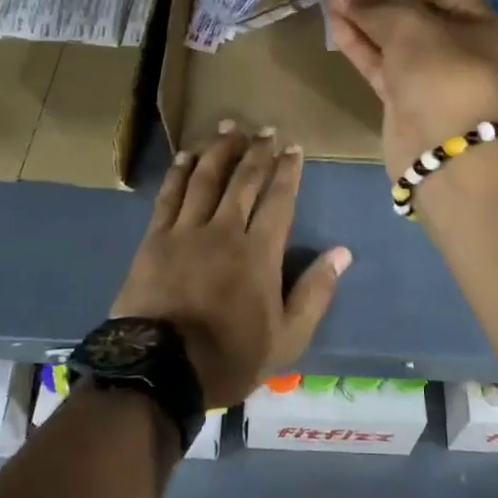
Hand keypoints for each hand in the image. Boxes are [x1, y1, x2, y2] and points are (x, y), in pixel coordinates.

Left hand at [109, 124, 349, 406]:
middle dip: (257, 152)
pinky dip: (179, 172)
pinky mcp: (155, 239)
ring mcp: (186, 231)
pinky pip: (169, 196)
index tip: (294, 148)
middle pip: (243, 181)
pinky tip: (186, 155)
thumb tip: (342, 252)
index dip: (288, 172)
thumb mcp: (287, 338)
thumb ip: (315, 292)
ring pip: (206, 179)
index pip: (278, 200)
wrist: (160, 370)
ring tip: (230, 127)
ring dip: (220, 150)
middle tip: (266, 130)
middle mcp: (224, 231)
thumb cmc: (229, 357)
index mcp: (259, 253)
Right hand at [327, 0, 497, 177]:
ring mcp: (433, 80)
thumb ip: (378, 6)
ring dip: (364, 21)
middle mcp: (461, 50)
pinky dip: (361, 47)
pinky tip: (337, 27)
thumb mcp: (413, 29)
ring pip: (395, 43)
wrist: (451, 156)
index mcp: (482, 26)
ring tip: (332, 1)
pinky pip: (383, 67)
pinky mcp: (407, 104)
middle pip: (416, 16)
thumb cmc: (445, 76)